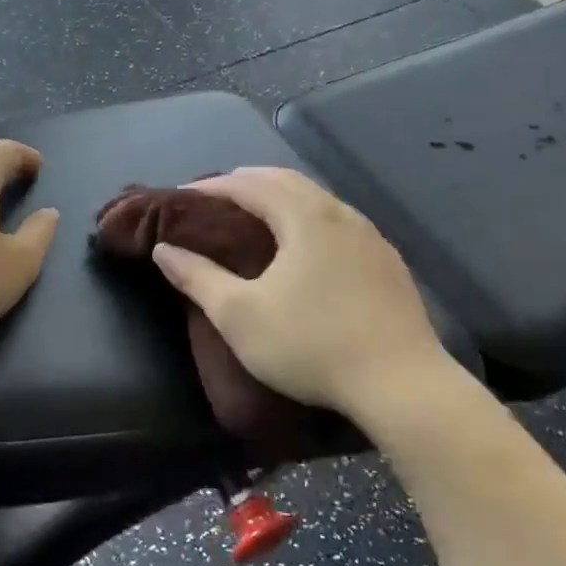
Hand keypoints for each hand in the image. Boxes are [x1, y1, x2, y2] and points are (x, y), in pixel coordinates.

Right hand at [150, 166, 462, 421]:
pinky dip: (308, 217)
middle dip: (247, 181)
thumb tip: (164, 249)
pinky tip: (305, 245)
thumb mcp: (239, 315)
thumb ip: (197, 277)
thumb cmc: (311, 345)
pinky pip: (338, 221)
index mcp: (304, 217)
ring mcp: (370, 236)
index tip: (182, 195)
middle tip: (214, 197)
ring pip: (317, 198)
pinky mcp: (388, 262)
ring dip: (281, 197)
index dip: (212, 186)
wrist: (402, 385)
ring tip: (255, 215)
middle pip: (286, 180)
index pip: (249, 184)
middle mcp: (340, 214)